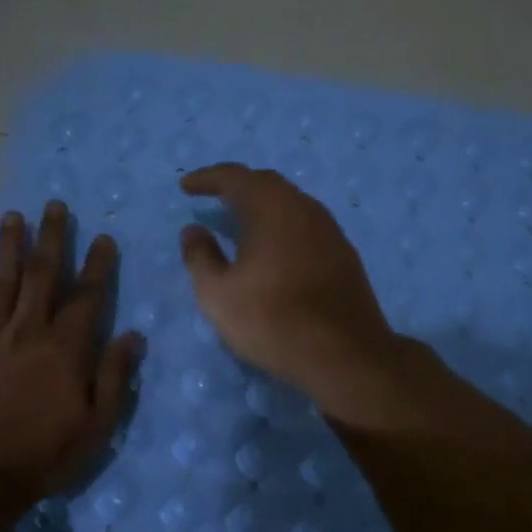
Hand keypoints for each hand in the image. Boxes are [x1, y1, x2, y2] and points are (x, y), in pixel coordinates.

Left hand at [0, 201, 142, 498]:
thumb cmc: (46, 454)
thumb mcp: (97, 424)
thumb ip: (114, 376)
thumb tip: (133, 335)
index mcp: (65, 349)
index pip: (86, 296)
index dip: (97, 265)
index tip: (103, 237)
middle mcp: (28, 333)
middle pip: (41, 276)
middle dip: (50, 238)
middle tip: (53, 205)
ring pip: (1, 284)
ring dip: (8, 248)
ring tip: (13, 216)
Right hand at [178, 164, 400, 409]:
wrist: (345, 354)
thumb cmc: (272, 320)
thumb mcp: (218, 294)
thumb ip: (200, 257)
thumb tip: (193, 231)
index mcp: (272, 207)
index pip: (234, 177)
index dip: (207, 178)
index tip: (185, 186)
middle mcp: (304, 207)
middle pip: (266, 184)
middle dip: (236, 186)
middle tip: (212, 196)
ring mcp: (330, 230)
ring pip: (289, 204)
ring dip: (262, 206)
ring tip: (239, 221)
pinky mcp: (344, 254)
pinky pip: (305, 226)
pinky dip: (282, 226)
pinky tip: (273, 248)